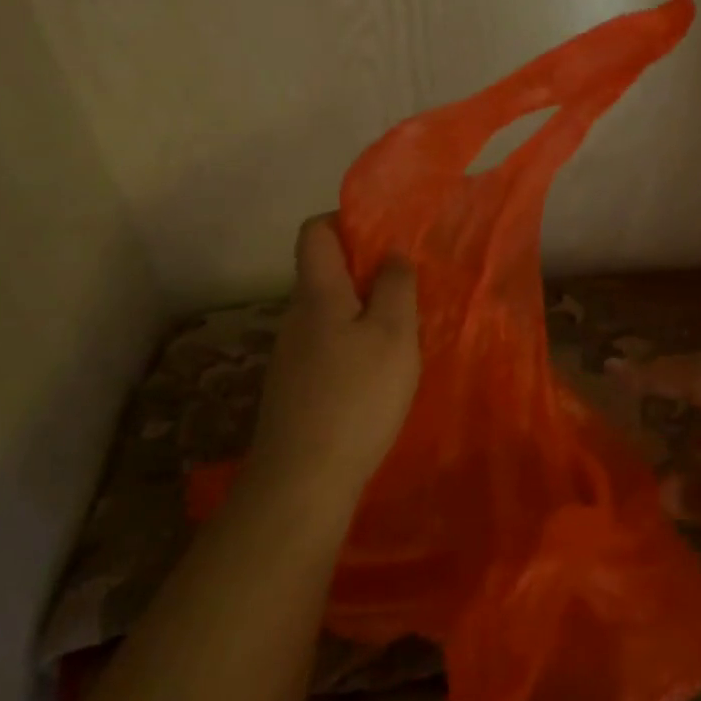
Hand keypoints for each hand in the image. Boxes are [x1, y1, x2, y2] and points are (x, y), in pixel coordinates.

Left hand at [247, 216, 420, 505]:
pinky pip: (327, 346)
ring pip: (329, 313)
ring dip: (363, 312)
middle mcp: (296, 316)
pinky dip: (353, 346)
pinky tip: (378, 375)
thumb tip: (391, 255)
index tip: (385, 236)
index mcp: (317, 293)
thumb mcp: (393, 334)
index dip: (346, 220)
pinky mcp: (295, 387)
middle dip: (365, 271)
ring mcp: (291, 355)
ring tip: (402, 333)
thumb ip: (395, 286)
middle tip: (408, 289)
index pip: (315, 231)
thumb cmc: (356, 396)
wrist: (303, 480)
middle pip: (324, 273)